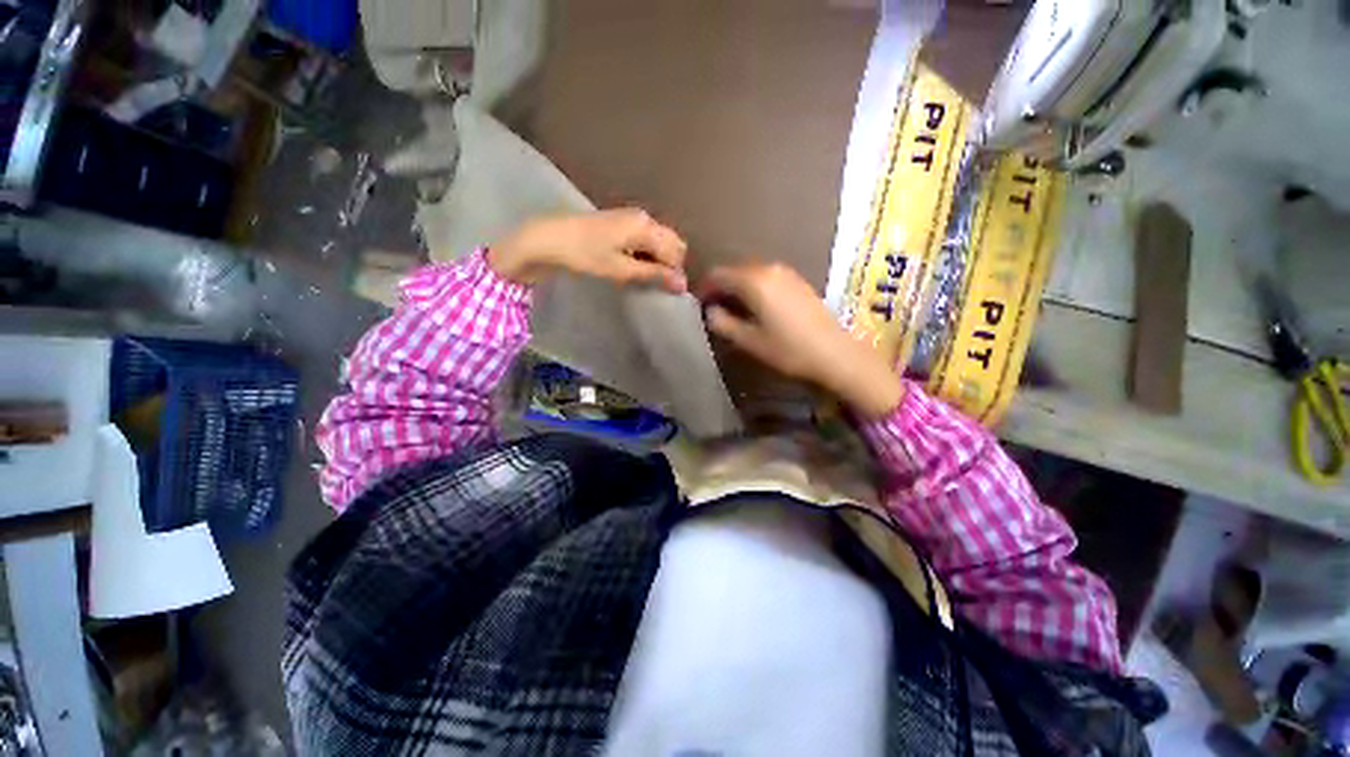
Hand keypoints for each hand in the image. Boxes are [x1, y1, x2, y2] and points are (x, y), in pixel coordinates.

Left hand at [488, 209, 687, 291]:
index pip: (676, 252)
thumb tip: (683, 284)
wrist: (548, 239)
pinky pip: (646, 238)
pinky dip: (646, 253)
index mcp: (646, 227)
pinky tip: (632, 265)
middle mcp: (644, 217)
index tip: (669, 292)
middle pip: (672, 243)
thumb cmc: (585, 255)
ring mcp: (632, 217)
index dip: (675, 273)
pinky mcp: (621, 222)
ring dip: (657, 260)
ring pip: (659, 241)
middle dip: (669, 265)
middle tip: (654, 284)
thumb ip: (654, 275)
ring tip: (641, 277)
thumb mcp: (621, 269)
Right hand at [698, 262, 904, 417]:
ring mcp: (786, 273)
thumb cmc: (788, 349)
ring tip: (732, 310)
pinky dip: (754, 288)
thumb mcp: (750, 340)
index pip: (718, 274)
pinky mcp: (797, 281)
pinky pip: (767, 278)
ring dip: (738, 288)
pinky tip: (755, 307)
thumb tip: (710, 311)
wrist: (835, 352)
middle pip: (735, 271)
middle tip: (713, 309)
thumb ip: (723, 323)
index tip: (698, 304)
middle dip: (721, 287)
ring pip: (751, 273)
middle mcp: (769, 269)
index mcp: (754, 281)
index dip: (704, 288)